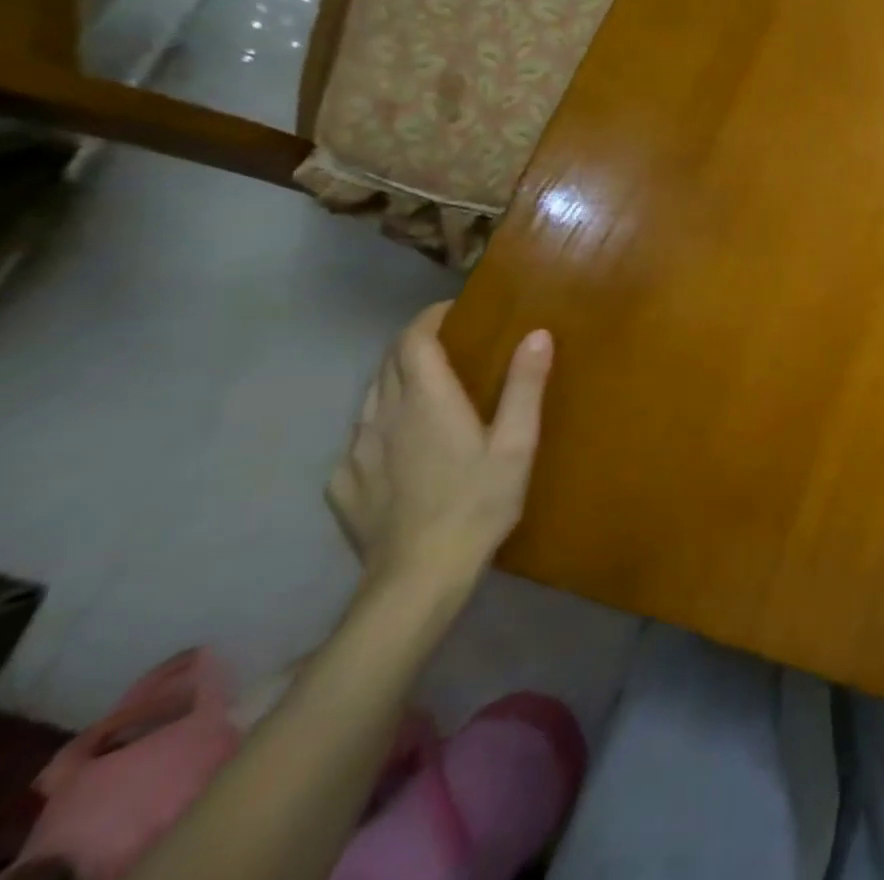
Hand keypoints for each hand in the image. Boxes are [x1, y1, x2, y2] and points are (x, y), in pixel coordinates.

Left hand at [326, 303, 551, 594]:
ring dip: (396, 381)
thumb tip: (537, 333)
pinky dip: (381, 424)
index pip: (413, 340)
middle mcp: (383, 416)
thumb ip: (525, 385)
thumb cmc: (478, 503)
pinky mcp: (341, 485)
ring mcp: (356, 452)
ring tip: (427, 390)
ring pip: (370, 398)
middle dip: (414, 344)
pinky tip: (401, 446)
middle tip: (450, 344)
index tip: (454, 310)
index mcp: (427, 400)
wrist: (417, 579)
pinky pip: (359, 438)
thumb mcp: (517, 443)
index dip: (429, 318)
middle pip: (388, 363)